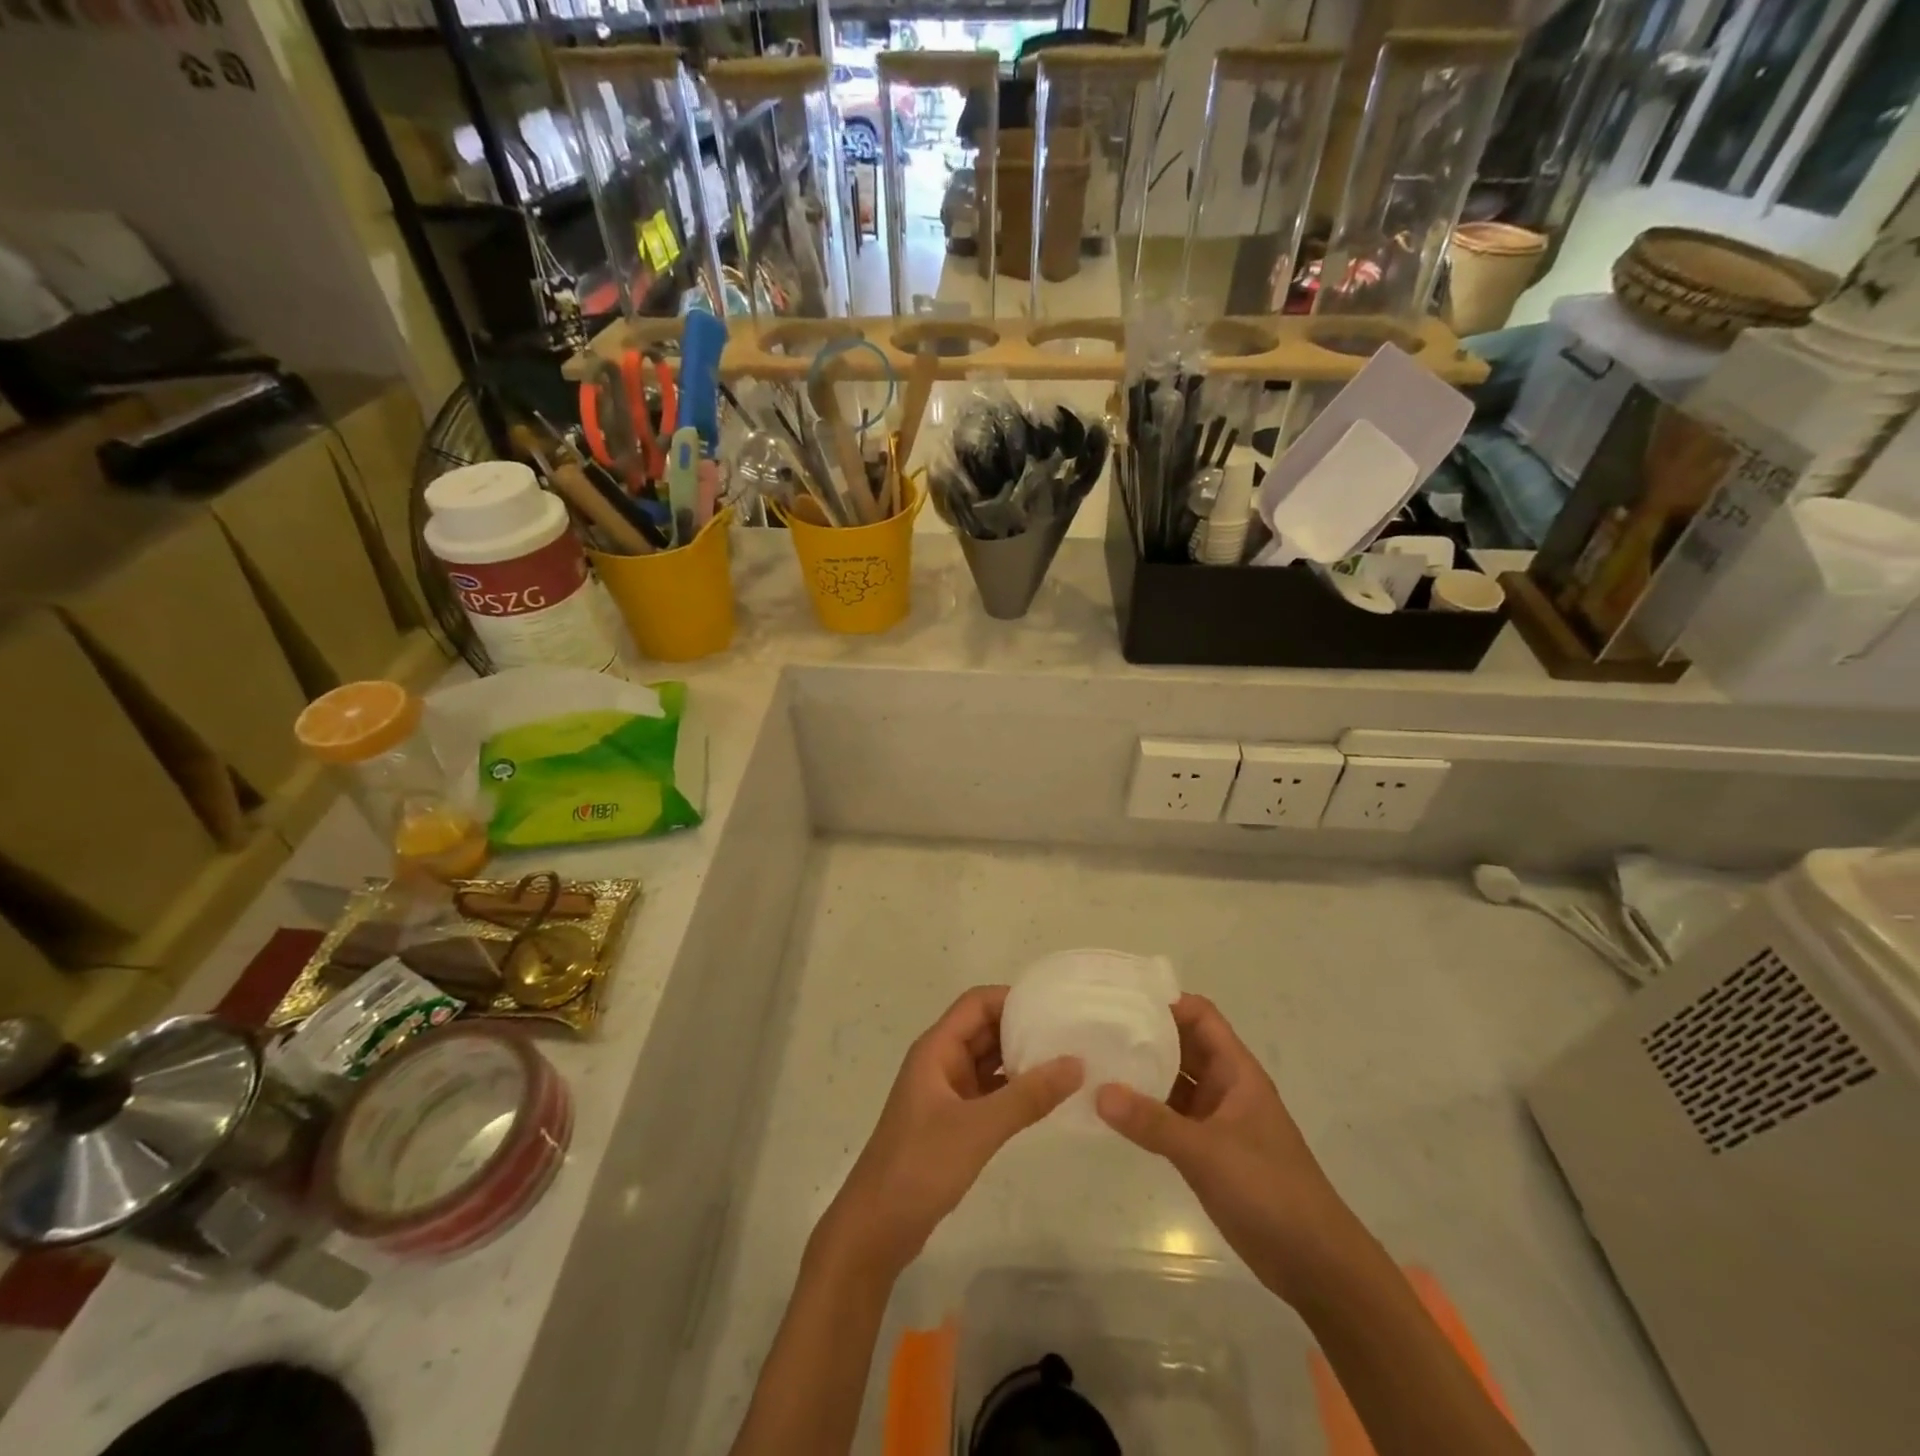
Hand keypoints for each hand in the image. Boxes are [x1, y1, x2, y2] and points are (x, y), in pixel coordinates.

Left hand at [819, 986, 1081, 1280]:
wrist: (876, 1229)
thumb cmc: (920, 1166)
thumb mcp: (978, 1128)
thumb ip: (1028, 1096)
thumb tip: (1076, 1062)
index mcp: (937, 1049)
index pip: (977, 1003)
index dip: (1013, 999)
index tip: (1055, 1007)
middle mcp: (941, 1062)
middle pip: (985, 1028)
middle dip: (1023, 1028)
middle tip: (1071, 1034)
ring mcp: (946, 1092)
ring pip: (988, 1061)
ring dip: (1021, 1060)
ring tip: (1067, 1062)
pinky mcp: (953, 1122)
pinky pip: (989, 1092)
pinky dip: (1014, 1090)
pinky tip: (1045, 1099)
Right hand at [1095, 993, 1362, 1305]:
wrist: (1315, 1264)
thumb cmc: (1270, 1190)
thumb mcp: (1208, 1152)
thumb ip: (1153, 1122)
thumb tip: (1098, 1092)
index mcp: (1236, 1071)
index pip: (1200, 1016)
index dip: (1165, 1002)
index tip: (1121, 998)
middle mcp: (1225, 1087)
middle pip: (1182, 1045)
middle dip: (1145, 1034)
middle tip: (1096, 1026)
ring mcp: (1216, 1120)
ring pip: (1174, 1081)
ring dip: (1141, 1073)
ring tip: (1095, 1061)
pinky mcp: (1208, 1152)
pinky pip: (1170, 1117)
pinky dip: (1145, 1110)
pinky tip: (1112, 1110)